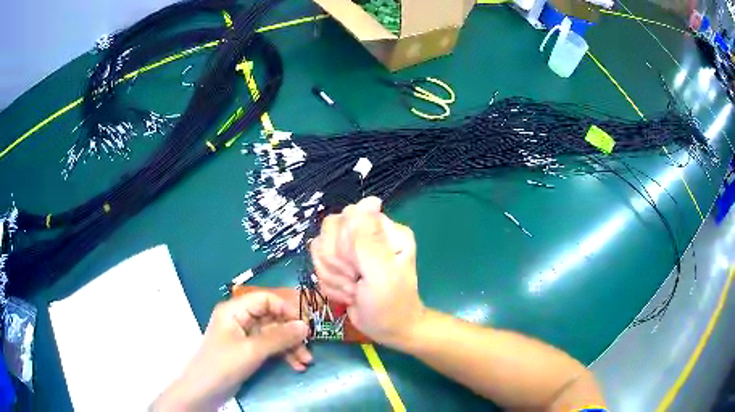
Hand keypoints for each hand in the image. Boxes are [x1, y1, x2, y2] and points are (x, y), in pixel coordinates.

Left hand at [152, 292, 310, 410]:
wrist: (205, 390)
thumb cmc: (224, 364)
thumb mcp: (252, 350)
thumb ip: (279, 337)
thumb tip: (305, 326)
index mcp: (235, 310)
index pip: (265, 299)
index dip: (286, 309)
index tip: (304, 324)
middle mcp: (240, 319)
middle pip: (272, 318)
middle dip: (291, 334)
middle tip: (309, 347)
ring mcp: (244, 336)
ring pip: (273, 335)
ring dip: (290, 347)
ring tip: (306, 361)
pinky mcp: (248, 351)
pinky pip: (270, 348)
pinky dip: (283, 355)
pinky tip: (296, 366)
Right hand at [310, 197, 424, 348]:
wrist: (389, 330)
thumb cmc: (391, 304)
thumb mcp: (383, 273)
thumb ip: (370, 239)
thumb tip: (370, 200)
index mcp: (385, 229)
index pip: (347, 217)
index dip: (343, 244)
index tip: (357, 268)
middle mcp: (368, 234)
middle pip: (328, 231)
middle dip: (337, 263)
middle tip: (357, 281)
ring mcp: (353, 249)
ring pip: (319, 249)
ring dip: (333, 276)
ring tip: (354, 289)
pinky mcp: (341, 264)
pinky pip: (319, 265)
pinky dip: (330, 284)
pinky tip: (348, 294)